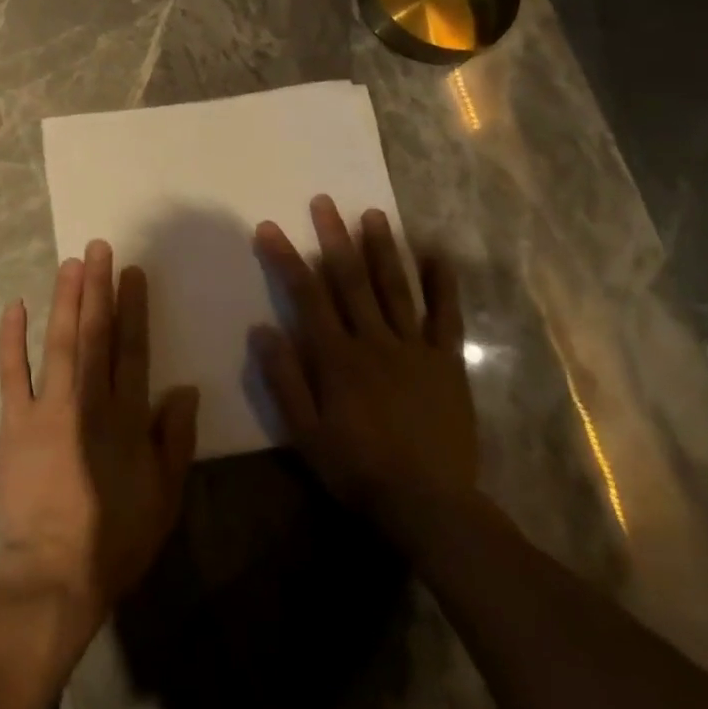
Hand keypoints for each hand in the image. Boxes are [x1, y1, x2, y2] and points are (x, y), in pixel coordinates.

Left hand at [0, 242, 199, 638]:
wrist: (53, 574)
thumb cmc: (115, 538)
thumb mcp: (165, 497)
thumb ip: (176, 440)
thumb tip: (186, 388)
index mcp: (127, 417)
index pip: (133, 348)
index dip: (134, 307)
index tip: (132, 272)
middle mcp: (89, 400)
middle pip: (95, 333)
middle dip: (98, 287)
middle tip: (98, 248)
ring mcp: (48, 407)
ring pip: (58, 341)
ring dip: (64, 300)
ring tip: (70, 263)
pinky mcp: (14, 422)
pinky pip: (11, 372)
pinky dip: (12, 338)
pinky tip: (15, 305)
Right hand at [250, 196, 475, 538]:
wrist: (430, 506)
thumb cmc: (357, 469)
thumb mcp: (304, 432)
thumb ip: (284, 379)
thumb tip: (261, 329)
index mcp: (336, 356)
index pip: (305, 295)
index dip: (286, 258)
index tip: (269, 227)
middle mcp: (373, 341)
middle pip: (350, 280)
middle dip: (333, 237)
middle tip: (324, 201)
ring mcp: (413, 349)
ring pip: (395, 288)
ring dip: (382, 249)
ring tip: (373, 214)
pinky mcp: (446, 363)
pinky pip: (445, 317)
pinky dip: (443, 285)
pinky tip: (437, 255)